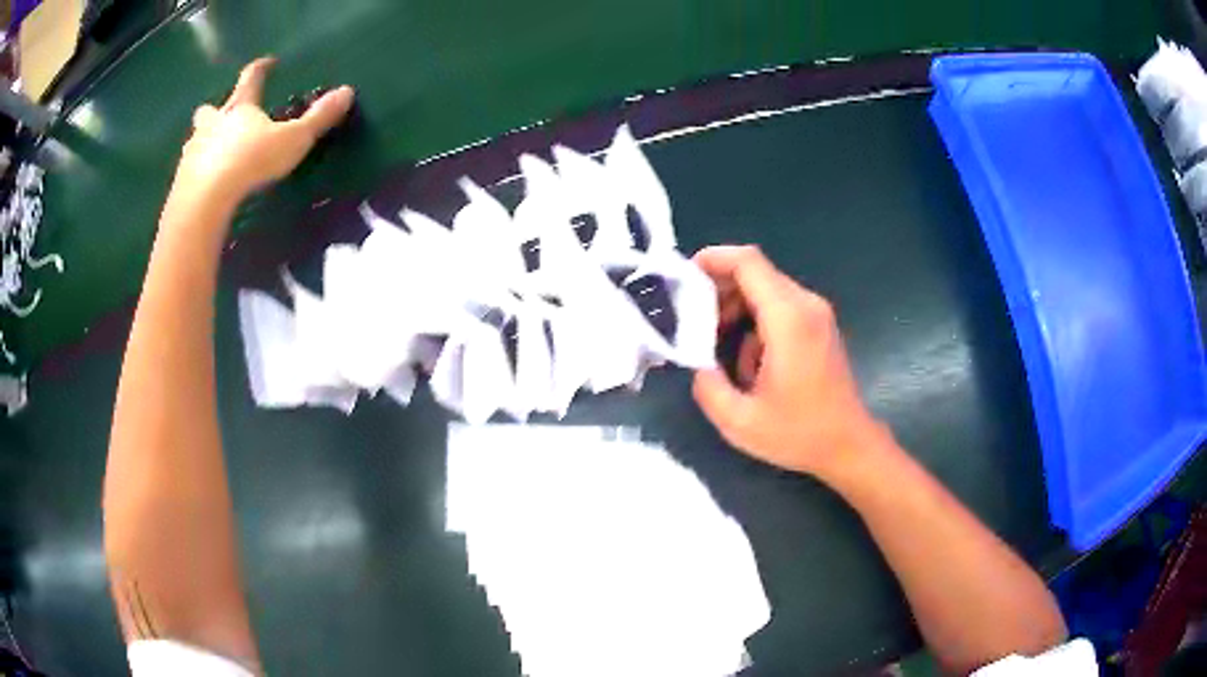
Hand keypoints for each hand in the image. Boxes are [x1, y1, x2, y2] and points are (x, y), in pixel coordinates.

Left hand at [174, 57, 354, 207]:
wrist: (205, 200)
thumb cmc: (250, 161)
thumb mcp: (292, 140)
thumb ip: (318, 118)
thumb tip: (347, 92)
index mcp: (239, 108)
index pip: (251, 79)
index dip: (260, 69)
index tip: (268, 62)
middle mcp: (212, 124)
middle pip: (210, 110)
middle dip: (215, 111)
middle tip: (221, 116)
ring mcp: (193, 151)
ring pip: (195, 139)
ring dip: (202, 142)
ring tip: (211, 154)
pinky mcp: (181, 180)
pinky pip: (188, 170)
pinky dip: (195, 172)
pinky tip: (202, 184)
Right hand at [692, 245, 886, 480]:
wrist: (848, 445)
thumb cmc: (799, 433)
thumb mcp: (739, 421)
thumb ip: (707, 387)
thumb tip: (699, 364)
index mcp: (788, 319)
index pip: (748, 262)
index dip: (713, 259)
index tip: (684, 278)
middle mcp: (805, 305)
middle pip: (755, 272)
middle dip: (719, 288)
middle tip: (692, 318)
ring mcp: (816, 313)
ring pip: (766, 289)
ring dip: (736, 307)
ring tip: (715, 342)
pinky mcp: (819, 325)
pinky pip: (780, 307)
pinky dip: (755, 321)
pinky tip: (748, 362)